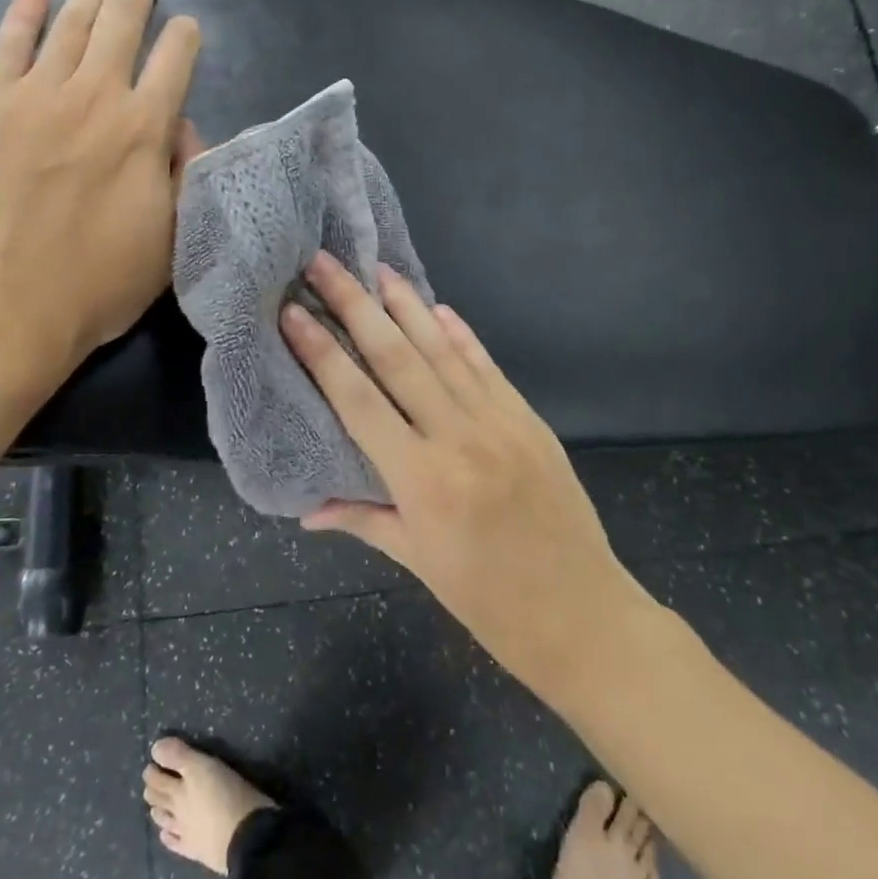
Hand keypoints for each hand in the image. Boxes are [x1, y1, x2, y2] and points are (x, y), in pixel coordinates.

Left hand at [0, 0, 201, 394]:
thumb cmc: (92, 289)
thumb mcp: (166, 246)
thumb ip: (180, 179)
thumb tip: (180, 131)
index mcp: (144, 133)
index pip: (173, 65)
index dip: (184, 40)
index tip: (187, 26)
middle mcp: (94, 99)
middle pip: (121, 27)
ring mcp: (34, 98)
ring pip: (69, 26)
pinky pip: (7, 46)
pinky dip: (23, 14)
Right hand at [281, 251, 641, 695]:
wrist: (583, 614)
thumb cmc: (490, 602)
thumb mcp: (419, 563)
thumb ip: (364, 520)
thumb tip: (306, 509)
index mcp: (422, 480)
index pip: (358, 401)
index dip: (322, 352)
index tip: (294, 312)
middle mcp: (458, 437)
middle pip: (397, 358)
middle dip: (356, 305)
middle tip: (325, 264)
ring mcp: (500, 422)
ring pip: (443, 350)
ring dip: (407, 305)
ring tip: (377, 268)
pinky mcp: (529, 419)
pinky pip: (487, 366)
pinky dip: (461, 334)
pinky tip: (440, 308)